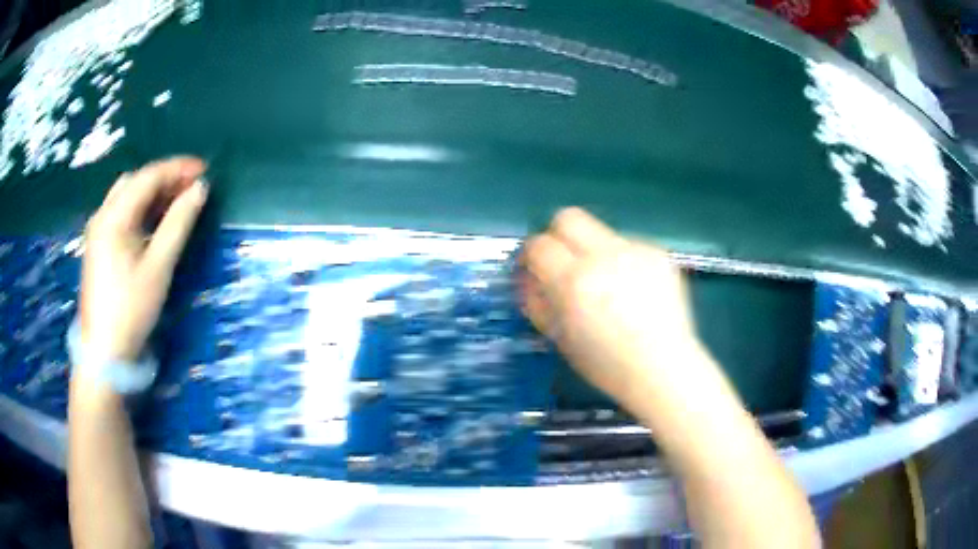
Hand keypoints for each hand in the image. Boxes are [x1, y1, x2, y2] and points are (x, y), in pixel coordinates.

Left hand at [79, 157, 207, 362]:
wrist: (104, 352)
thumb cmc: (131, 309)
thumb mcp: (158, 267)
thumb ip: (178, 223)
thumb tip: (200, 189)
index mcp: (113, 216)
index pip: (148, 177)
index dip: (177, 168)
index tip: (204, 170)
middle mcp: (102, 215)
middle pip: (136, 182)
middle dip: (165, 178)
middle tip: (192, 187)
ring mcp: (98, 230)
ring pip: (128, 196)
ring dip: (153, 192)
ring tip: (178, 200)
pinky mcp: (99, 245)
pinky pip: (122, 213)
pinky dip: (141, 208)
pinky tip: (155, 219)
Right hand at [521, 208, 704, 410]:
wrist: (663, 368)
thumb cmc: (606, 365)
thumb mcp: (559, 338)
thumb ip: (538, 301)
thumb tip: (529, 277)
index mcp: (574, 282)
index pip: (539, 244)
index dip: (531, 254)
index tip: (534, 269)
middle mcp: (604, 256)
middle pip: (568, 217)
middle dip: (558, 235)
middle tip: (563, 262)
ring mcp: (636, 250)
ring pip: (601, 232)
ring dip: (593, 251)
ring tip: (607, 285)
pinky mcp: (659, 253)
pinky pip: (628, 245)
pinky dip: (621, 261)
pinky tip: (633, 289)